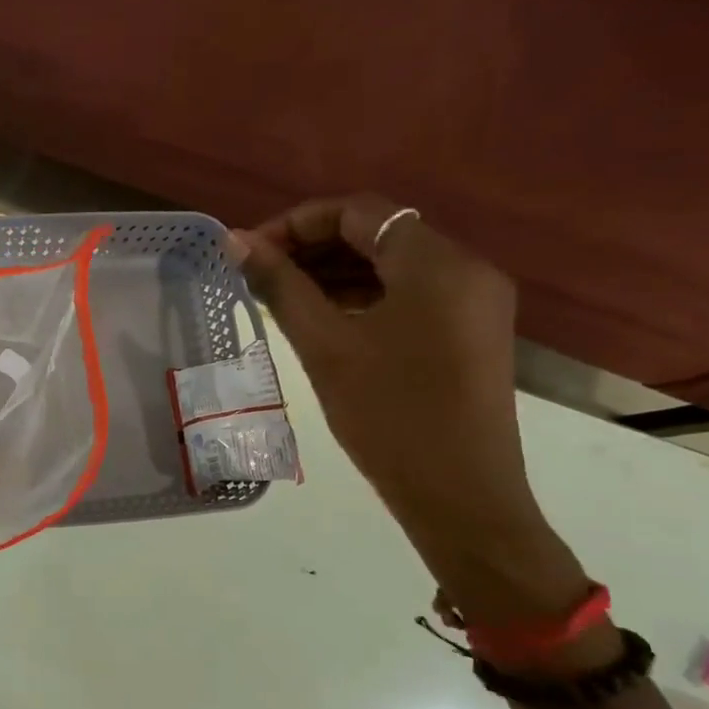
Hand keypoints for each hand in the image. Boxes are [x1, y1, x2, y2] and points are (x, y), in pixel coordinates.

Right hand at [233, 195, 586, 627]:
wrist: (461, 497)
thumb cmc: (388, 416)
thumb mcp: (325, 346)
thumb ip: (281, 286)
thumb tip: (236, 241)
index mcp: (437, 263)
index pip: (358, 211)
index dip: (296, 223)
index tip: (250, 252)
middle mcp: (465, 269)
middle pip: (378, 233)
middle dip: (312, 246)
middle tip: (258, 274)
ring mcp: (472, 302)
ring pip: (392, 265)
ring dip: (334, 272)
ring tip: (279, 296)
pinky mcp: (469, 332)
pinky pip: (408, 295)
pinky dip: (361, 296)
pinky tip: (320, 317)